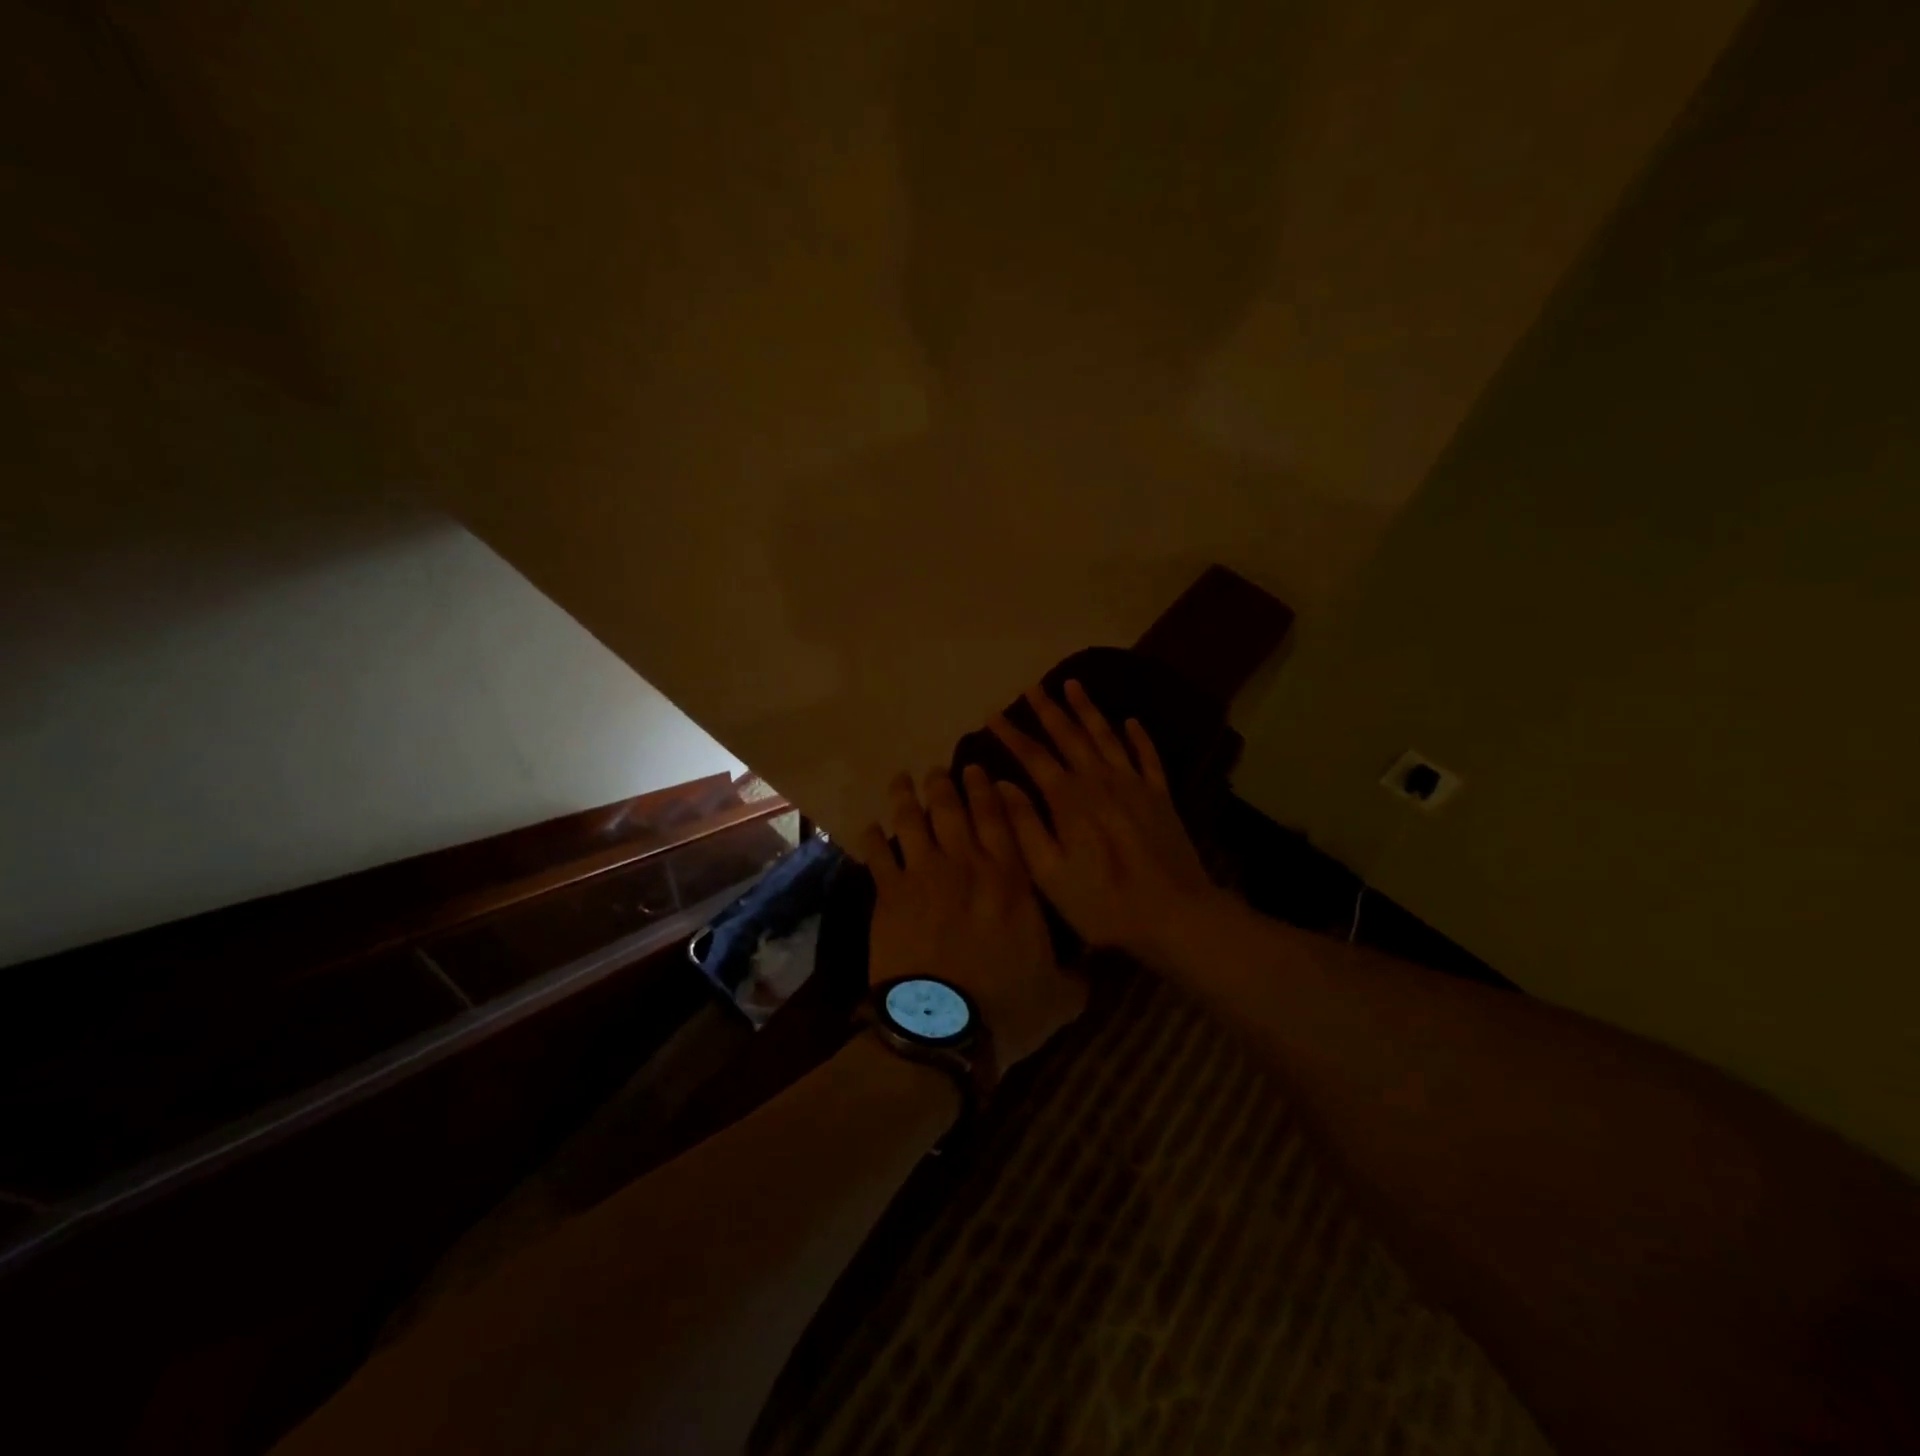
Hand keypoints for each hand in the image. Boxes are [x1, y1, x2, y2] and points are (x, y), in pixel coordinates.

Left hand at [856, 766, 1087, 1067]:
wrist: (942, 1029)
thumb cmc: (1005, 1009)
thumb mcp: (1060, 997)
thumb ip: (1075, 975)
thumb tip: (1090, 966)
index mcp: (1011, 880)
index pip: (1000, 820)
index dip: (987, 791)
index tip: (978, 770)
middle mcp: (967, 866)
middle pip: (952, 810)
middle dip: (945, 784)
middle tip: (938, 769)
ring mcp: (924, 876)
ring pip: (913, 822)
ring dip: (906, 798)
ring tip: (902, 780)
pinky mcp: (889, 896)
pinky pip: (879, 857)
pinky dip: (874, 839)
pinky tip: (870, 826)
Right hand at [989, 681, 1229, 968]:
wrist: (1174, 915)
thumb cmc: (1103, 902)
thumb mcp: (1049, 874)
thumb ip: (1025, 825)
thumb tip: (1002, 783)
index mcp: (1069, 799)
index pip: (1034, 756)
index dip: (1012, 734)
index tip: (992, 714)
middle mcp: (1100, 781)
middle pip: (1070, 736)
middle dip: (1049, 710)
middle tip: (1032, 687)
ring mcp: (1135, 785)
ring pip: (1107, 736)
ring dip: (1088, 710)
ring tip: (1074, 685)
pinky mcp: (1161, 796)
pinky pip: (1148, 756)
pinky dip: (1139, 736)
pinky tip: (1131, 720)